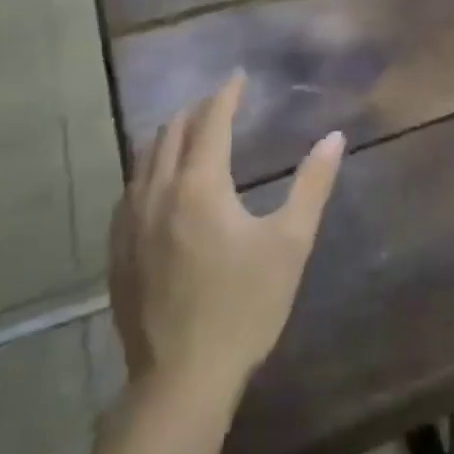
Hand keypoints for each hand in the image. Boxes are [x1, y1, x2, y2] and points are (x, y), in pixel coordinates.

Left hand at [111, 72, 343, 392]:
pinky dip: (150, 169)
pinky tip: (160, 183)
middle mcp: (157, 193)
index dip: (226, 95)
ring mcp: (130, 223)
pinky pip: (131, 190)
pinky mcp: (118, 250)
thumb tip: (334, 137)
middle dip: (196, 111)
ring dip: (169, 137)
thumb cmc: (244, 305)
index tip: (238, 76)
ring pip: (144, 160)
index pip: (211, 122)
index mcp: (199, 185)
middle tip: (219, 102)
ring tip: (190, 131)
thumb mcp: (290, 242)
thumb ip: (313, 185)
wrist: (182, 377)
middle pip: (171, 134)